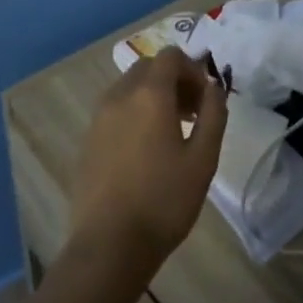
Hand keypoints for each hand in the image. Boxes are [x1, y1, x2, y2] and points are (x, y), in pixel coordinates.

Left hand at [67, 47, 227, 280]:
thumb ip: (213, 114)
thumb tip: (214, 88)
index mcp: (150, 94)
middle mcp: (120, 96)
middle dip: (173, 80)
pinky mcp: (88, 139)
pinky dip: (134, 113)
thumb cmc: (164, 200)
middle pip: (149, 68)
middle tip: (191, 114)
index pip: (171, 56)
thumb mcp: (203, 158)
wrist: (109, 246)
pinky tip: (145, 150)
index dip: (193, 70)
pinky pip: (115, 109)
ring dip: (153, 96)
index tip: (205, 100)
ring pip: (130, 87)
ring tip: (170, 133)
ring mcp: (99, 117)